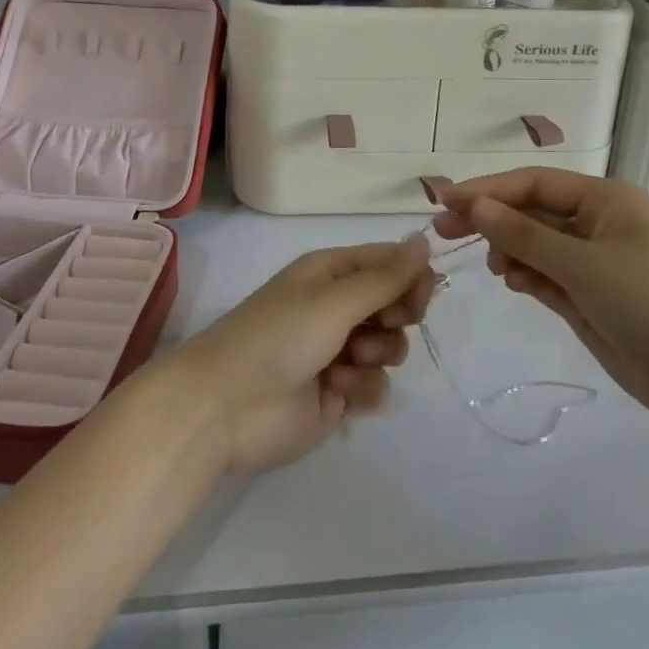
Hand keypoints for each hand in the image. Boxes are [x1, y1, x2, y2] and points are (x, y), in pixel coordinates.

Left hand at [160, 237, 438, 475]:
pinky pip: (375, 386)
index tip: (423, 295)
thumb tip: (423, 240)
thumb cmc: (278, 337)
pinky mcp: (337, 394)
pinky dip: (362, 389)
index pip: (386, 262)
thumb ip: (384, 277)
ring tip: (348, 363)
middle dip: (396, 317)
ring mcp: (337, 353)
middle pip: (393, 304)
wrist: (225, 408)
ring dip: (378, 355)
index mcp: (329, 273)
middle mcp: (335, 308)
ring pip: (390, 347)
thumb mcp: (334, 300)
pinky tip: (338, 393)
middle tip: (386, 324)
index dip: (410, 275)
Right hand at [434, 169, 648, 436]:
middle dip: (491, 218)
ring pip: (535, 243)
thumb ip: (524, 234)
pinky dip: (525, 275)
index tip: (445, 201)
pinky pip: (545, 273)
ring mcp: (593, 260)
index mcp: (606, 199)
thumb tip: (474, 206)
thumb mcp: (583, 265)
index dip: (488, 189)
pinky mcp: (589, 295)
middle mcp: (598, 222)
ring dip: (509, 249)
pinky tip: (513, 283)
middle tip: (443, 231)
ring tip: (497, 269)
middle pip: (531, 210)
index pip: (534, 182)